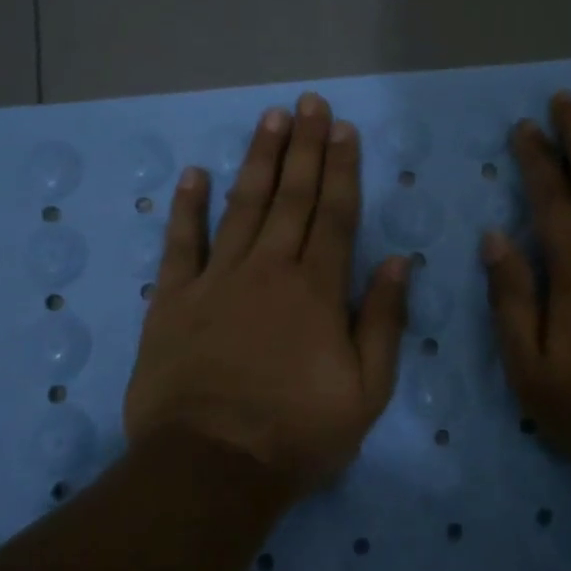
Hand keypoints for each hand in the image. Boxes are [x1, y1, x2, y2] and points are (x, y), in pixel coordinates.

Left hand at [123, 92, 409, 493]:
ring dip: (258, 160)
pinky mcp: (173, 300)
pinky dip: (187, 208)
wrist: (212, 467)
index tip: (343, 128)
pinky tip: (193, 173)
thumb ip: (383, 321)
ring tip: (269, 119)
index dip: (342, 168)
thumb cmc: (298, 433)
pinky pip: (181, 244)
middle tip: (309, 103)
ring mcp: (217, 280)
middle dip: (304, 147)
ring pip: (242, 206)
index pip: (335, 214)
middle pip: (291, 197)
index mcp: (317, 290)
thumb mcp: (367, 391)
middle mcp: (269, 270)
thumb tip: (398, 262)